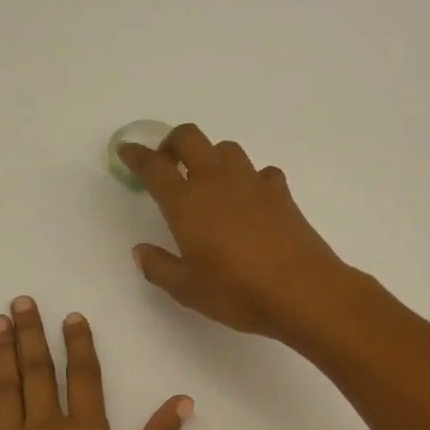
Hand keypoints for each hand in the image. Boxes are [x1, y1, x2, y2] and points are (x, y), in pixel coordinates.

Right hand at [120, 124, 354, 342]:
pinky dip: (248, 179)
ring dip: (211, 156)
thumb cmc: (237, 291)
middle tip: (166, 162)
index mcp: (187, 202)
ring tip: (207, 182)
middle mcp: (217, 181)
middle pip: (190, 138)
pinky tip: (249, 200)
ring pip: (226, 149)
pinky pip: (260, 172)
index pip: (154, 167)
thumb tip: (141, 251)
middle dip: (172, 143)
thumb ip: (159, 267)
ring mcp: (252, 183)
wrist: (302, 291)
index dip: (137, 155)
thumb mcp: (187, 289)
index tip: (127, 151)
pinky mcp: (280, 193)